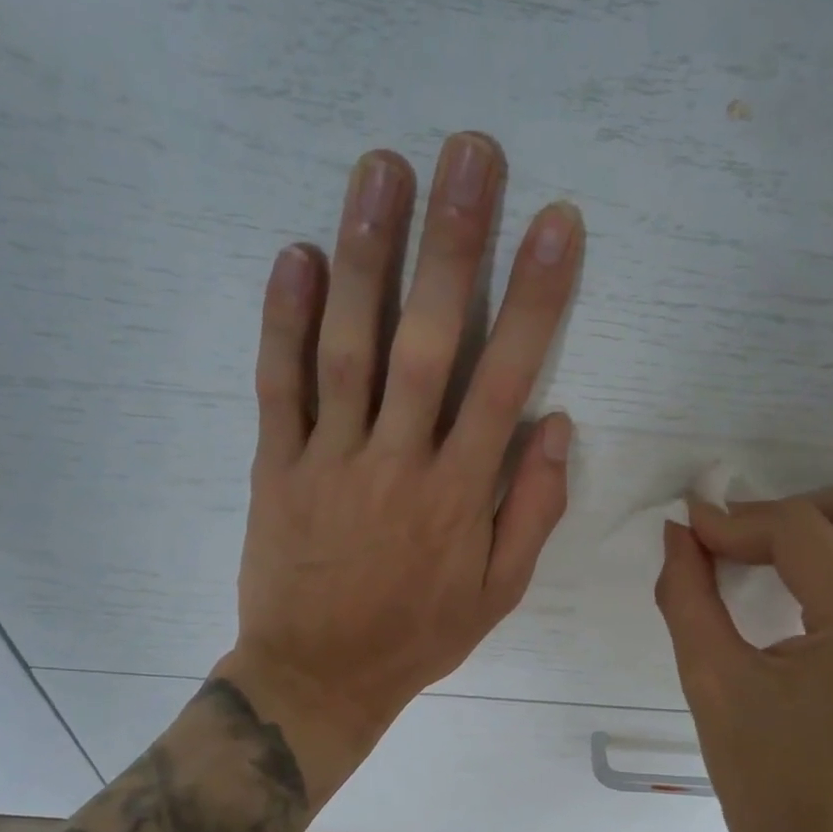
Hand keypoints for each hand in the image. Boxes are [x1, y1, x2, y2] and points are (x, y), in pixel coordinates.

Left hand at [217, 134, 583, 800]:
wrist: (320, 676)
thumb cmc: (418, 635)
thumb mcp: (498, 593)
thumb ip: (531, 510)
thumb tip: (554, 423)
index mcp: (460, 494)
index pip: (506, 379)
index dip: (535, 298)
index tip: (555, 224)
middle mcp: (399, 462)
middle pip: (429, 340)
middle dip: (454, 244)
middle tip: (469, 154)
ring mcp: (331, 460)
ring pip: (349, 346)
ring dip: (367, 254)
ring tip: (382, 170)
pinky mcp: (276, 467)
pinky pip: (279, 387)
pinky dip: (283, 320)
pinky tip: (295, 255)